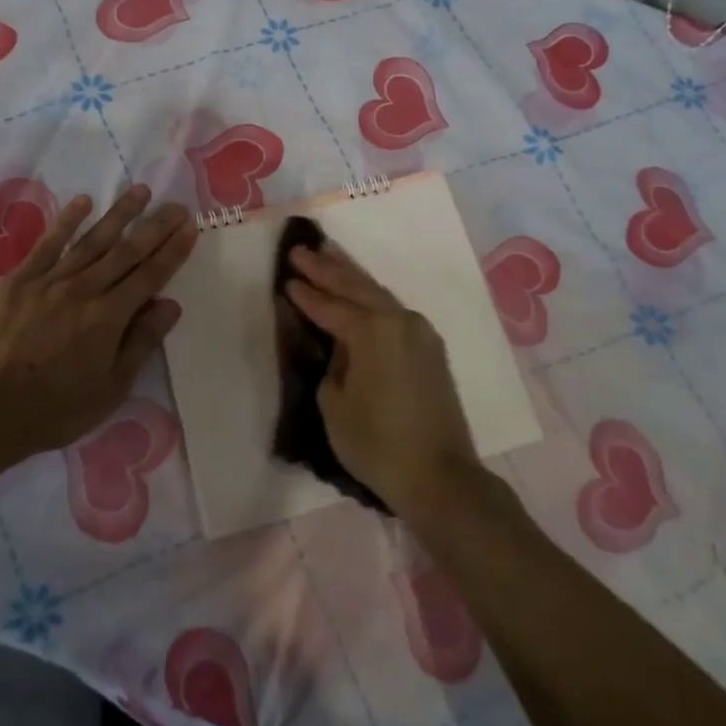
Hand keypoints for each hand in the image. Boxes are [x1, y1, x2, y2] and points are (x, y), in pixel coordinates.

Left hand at [0, 185, 195, 465]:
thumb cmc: (54, 408)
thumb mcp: (110, 388)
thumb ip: (141, 342)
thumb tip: (170, 305)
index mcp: (108, 317)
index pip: (150, 276)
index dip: (173, 251)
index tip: (190, 227)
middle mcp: (83, 289)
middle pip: (127, 252)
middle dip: (155, 227)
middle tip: (176, 205)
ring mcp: (49, 281)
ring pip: (92, 240)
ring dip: (119, 214)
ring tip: (140, 191)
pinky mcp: (19, 280)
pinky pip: (48, 243)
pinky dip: (67, 221)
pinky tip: (83, 202)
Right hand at [283, 241, 478, 516]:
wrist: (440, 476)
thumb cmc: (377, 443)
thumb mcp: (334, 404)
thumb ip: (332, 366)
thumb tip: (341, 351)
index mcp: (372, 331)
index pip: (330, 306)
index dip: (305, 294)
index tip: (286, 277)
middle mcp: (399, 321)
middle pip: (357, 288)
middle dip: (326, 269)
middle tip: (302, 250)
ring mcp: (420, 333)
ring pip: (379, 294)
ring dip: (352, 275)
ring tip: (329, 254)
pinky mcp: (430, 349)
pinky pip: (394, 310)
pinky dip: (372, 297)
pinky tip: (361, 291)